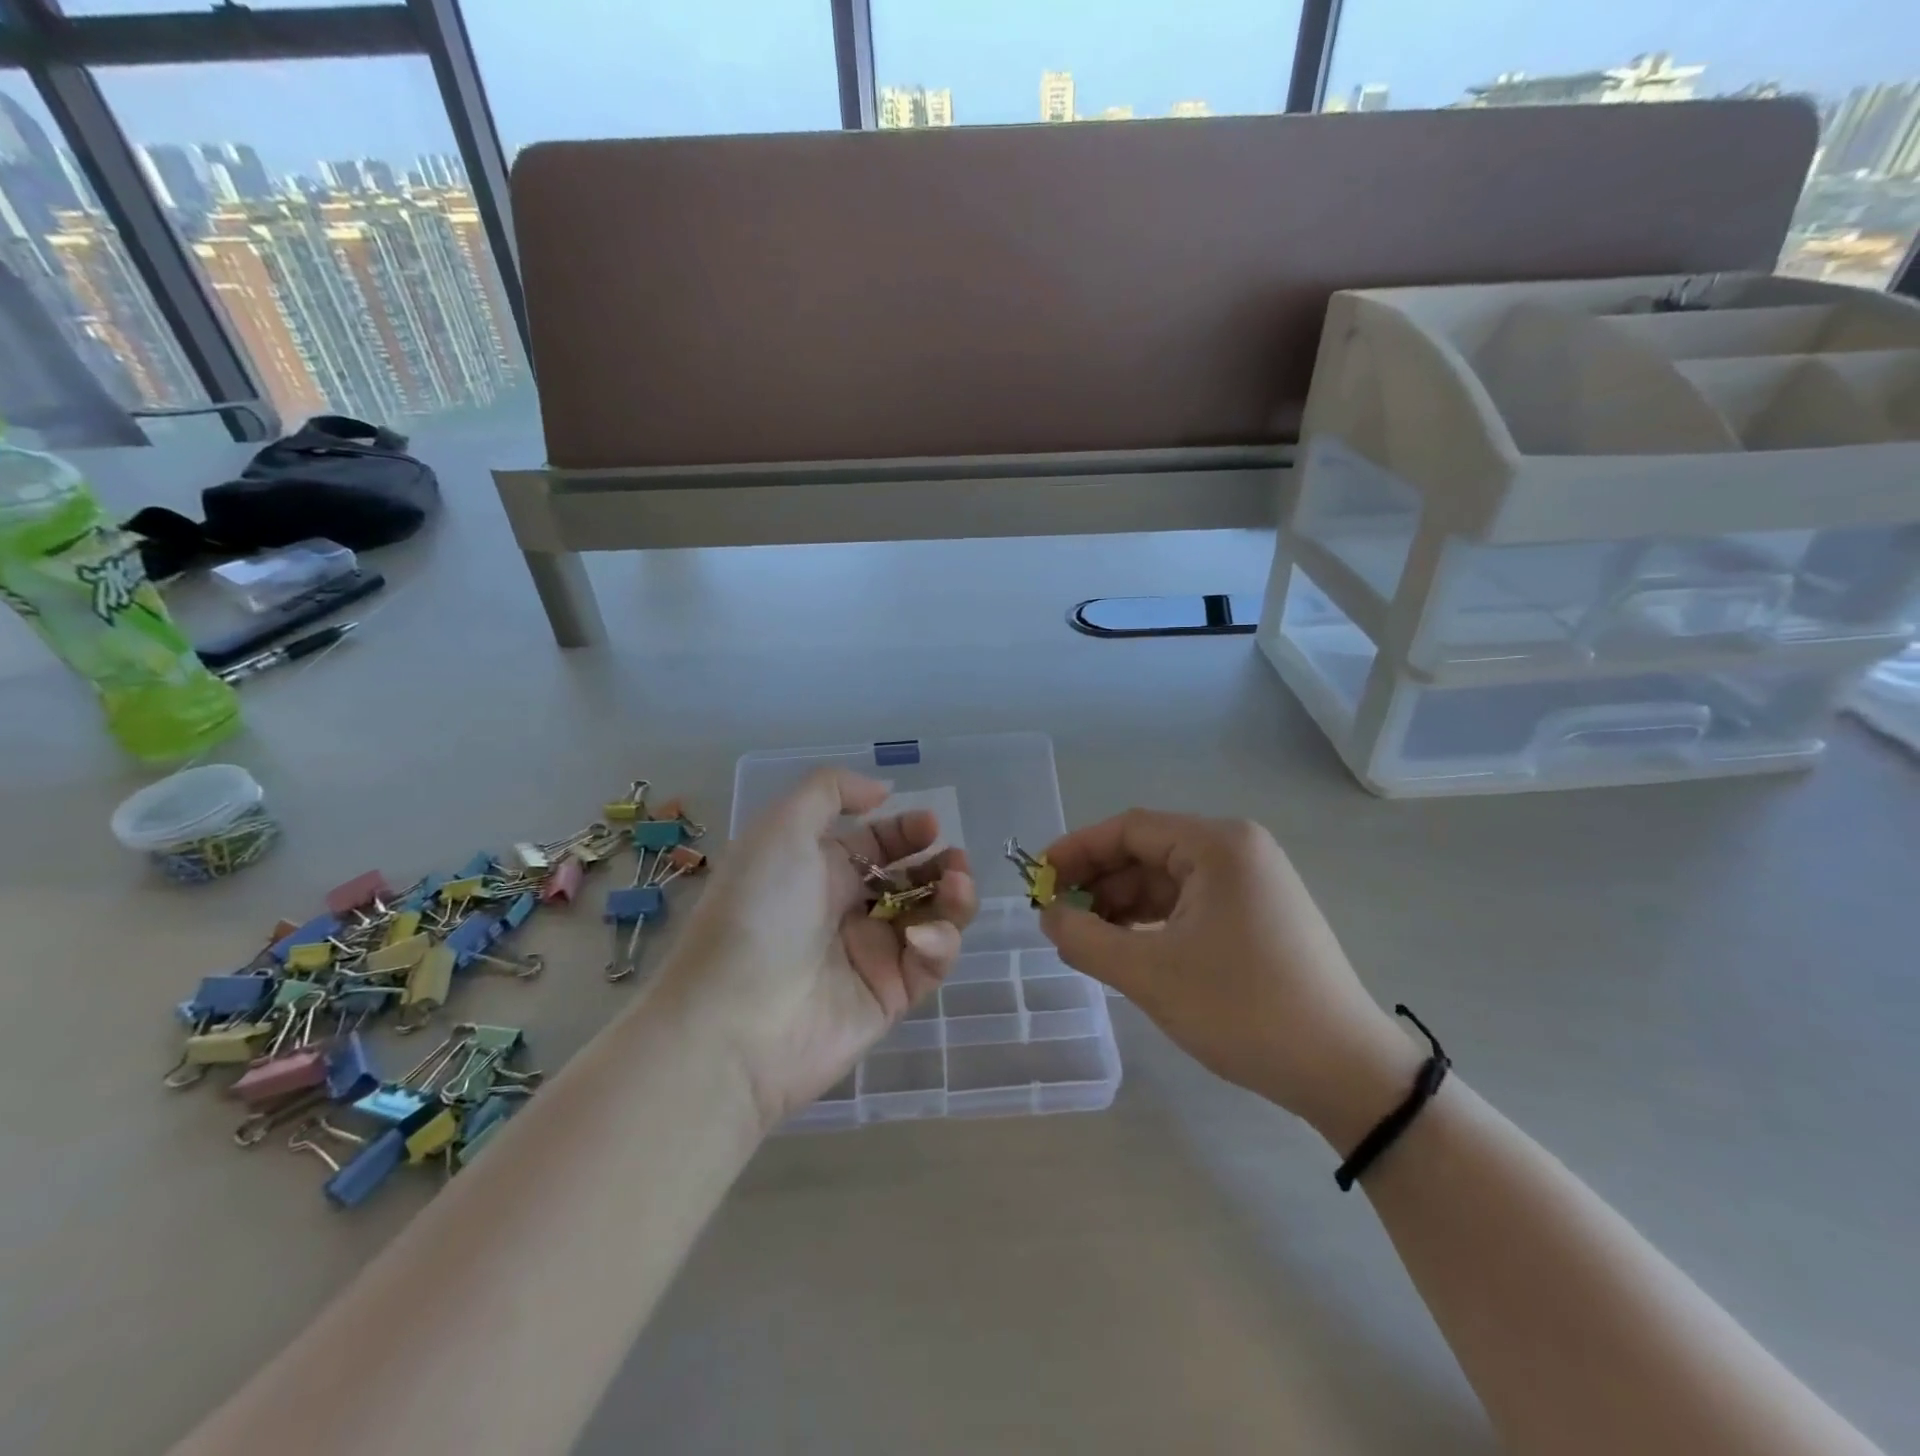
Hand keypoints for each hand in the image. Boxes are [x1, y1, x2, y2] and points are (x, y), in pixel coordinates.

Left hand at [660, 768, 976, 1131]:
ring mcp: (870, 956)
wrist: (733, 1021)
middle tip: (956, 862)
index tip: (932, 826)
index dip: (907, 832)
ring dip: (952, 899)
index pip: (877, 845)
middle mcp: (846, 910)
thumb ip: (830, 791)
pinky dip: (937, 945)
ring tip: (957, 886)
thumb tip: (882, 790)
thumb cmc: (759, 911)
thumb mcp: (782, 827)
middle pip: (910, 881)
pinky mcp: (889, 998)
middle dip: (940, 866)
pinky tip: (922, 938)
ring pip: (930, 920)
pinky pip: (929, 964)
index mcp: (819, 870)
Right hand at [1039, 811, 1421, 1146]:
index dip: (1076, 850)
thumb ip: (1086, 938)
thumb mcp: (1150, 974)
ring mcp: (1252, 884)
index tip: (1038, 880)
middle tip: (1055, 916)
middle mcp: (1237, 851)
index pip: (1129, 829)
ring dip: (1121, 906)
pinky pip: (1190, 905)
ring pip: (1167, 881)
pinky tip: (1125, 948)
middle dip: (1097, 882)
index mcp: (1218, 845)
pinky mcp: (1258, 916)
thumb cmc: (1243, 1009)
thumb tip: (1049, 917)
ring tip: (1084, 939)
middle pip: (1148, 852)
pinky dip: (1152, 923)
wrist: (1345, 1072)